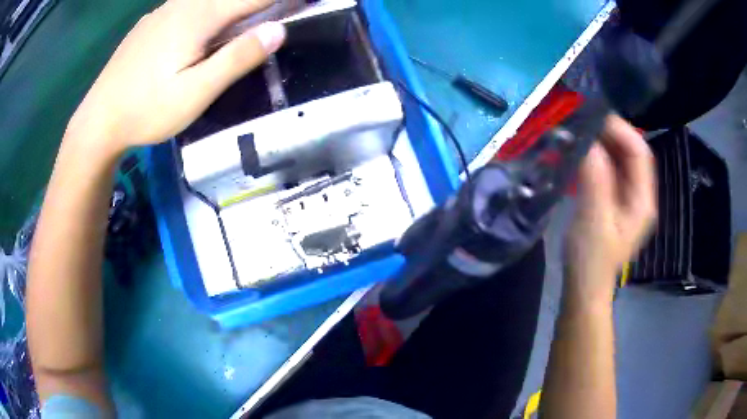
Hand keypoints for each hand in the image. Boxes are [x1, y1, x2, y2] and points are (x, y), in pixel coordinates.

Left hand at [65, 0, 285, 155]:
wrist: (98, 120)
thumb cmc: (146, 110)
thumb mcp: (195, 93)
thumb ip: (236, 58)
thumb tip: (279, 30)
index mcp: (199, 16)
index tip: (304, 2)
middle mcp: (183, 5)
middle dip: (258, 2)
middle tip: (278, 12)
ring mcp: (164, 11)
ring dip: (233, 6)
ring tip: (246, 19)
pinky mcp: (151, 22)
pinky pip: (189, 5)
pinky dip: (209, 8)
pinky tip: (204, 27)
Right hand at [565, 115, 656, 304]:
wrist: (584, 287)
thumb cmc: (592, 260)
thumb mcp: (594, 219)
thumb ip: (595, 178)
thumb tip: (587, 140)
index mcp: (643, 200)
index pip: (640, 152)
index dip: (620, 130)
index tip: (593, 116)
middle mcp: (639, 194)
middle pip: (630, 152)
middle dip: (608, 133)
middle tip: (581, 121)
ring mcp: (626, 198)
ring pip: (618, 159)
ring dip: (600, 143)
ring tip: (577, 133)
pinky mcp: (613, 201)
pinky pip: (607, 170)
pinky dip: (594, 157)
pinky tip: (578, 154)